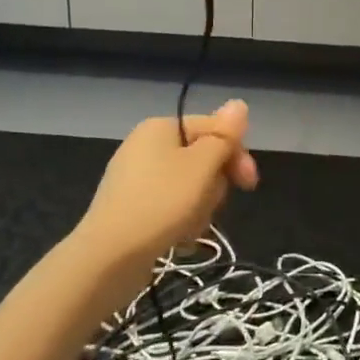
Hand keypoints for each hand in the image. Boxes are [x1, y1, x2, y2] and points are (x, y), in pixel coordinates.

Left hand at [71, 100, 258, 303]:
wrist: (109, 256)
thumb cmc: (161, 202)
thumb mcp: (201, 166)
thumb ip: (223, 135)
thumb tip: (239, 103)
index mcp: (161, 127)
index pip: (213, 128)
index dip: (236, 153)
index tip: (249, 184)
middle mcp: (145, 145)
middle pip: (201, 158)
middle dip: (214, 184)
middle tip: (212, 206)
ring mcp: (136, 178)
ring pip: (189, 186)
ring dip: (200, 207)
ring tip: (191, 226)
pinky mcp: (131, 207)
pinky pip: (169, 206)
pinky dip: (180, 221)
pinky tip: (179, 239)